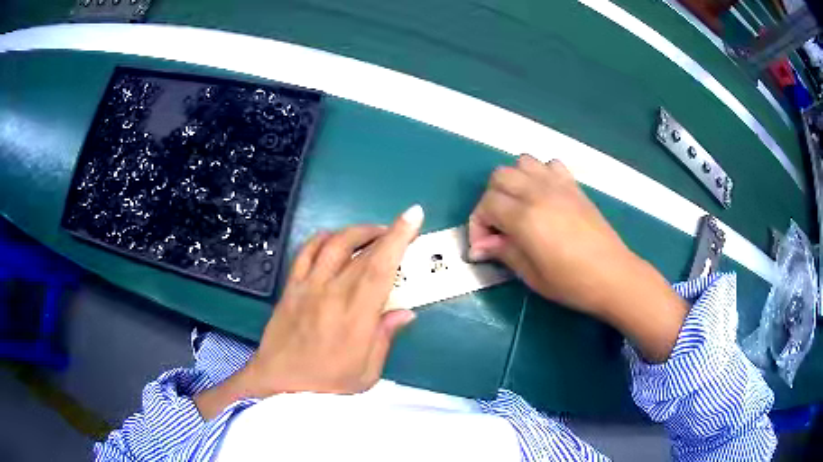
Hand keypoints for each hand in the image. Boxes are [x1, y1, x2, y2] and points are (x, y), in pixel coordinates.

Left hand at [195, 205, 423, 418]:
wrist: (279, 383)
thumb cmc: (327, 384)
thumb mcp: (367, 372)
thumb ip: (385, 337)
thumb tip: (406, 311)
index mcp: (356, 315)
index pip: (381, 267)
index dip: (399, 238)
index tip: (413, 216)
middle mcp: (332, 292)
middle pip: (362, 251)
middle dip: (386, 231)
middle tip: (401, 229)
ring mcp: (307, 286)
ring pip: (333, 243)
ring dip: (357, 231)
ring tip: (373, 233)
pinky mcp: (290, 286)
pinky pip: (305, 251)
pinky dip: (322, 238)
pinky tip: (334, 240)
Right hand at [468, 155, 687, 362]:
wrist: (613, 275)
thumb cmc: (571, 283)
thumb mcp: (531, 275)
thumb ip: (503, 252)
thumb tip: (479, 247)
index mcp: (525, 217)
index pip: (486, 204)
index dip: (478, 225)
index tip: (484, 248)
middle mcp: (538, 192)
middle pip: (499, 177)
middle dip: (490, 200)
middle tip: (498, 227)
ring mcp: (558, 185)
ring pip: (522, 163)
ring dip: (513, 182)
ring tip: (519, 207)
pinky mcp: (574, 186)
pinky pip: (550, 164)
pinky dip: (540, 174)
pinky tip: (544, 197)